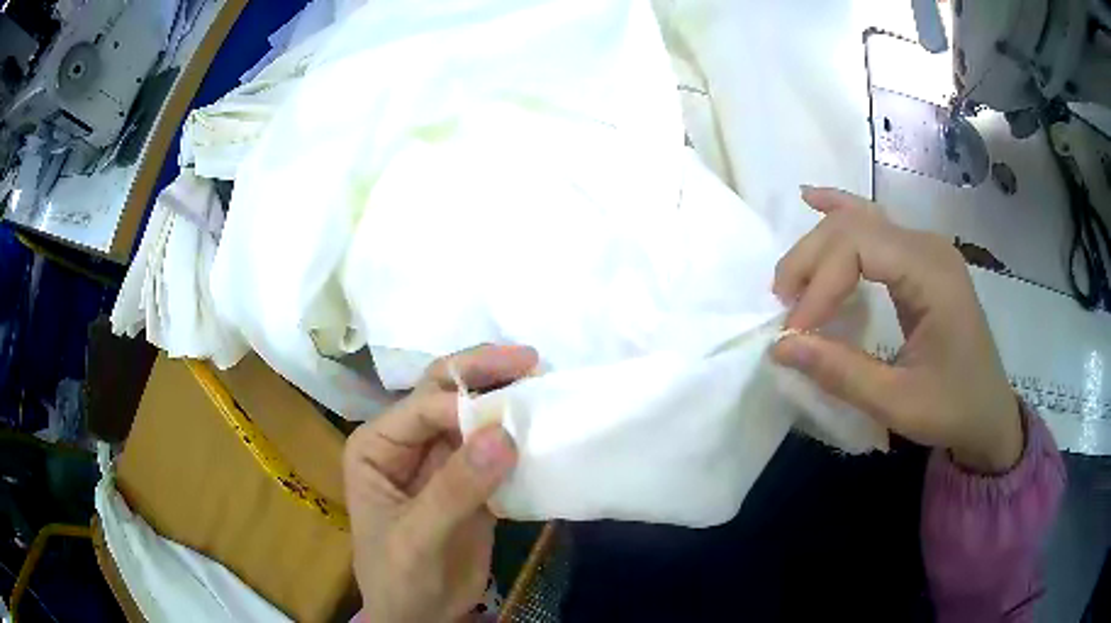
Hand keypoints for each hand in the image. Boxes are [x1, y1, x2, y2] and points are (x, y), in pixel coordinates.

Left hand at [344, 344, 537, 621]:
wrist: (421, 616)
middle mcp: (405, 442)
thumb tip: (504, 434)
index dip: (463, 404)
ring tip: (544, 382)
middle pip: (443, 391)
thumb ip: (455, 489)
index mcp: (376, 445)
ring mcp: (439, 458)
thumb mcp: (417, 539)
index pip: (421, 407)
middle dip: (484, 372)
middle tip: (532, 359)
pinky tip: (542, 425)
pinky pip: (494, 447)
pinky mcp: (468, 478)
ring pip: (472, 413)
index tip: (509, 419)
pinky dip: (517, 435)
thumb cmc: (400, 578)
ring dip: (505, 397)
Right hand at [771, 187, 1021, 472]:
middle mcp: (928, 246)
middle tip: (783, 306)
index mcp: (932, 273)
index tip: (795, 332)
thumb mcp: (898, 402)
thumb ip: (841, 372)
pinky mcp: (919, 260)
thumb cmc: (953, 409)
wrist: (989, 413)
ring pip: (859, 221)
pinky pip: (874, 226)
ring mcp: (925, 248)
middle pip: (853, 226)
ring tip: (790, 281)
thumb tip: (780, 346)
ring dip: (818, 246)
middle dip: (810, 261)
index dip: (819, 285)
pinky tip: (812, 199)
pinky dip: (840, 214)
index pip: (859, 248)